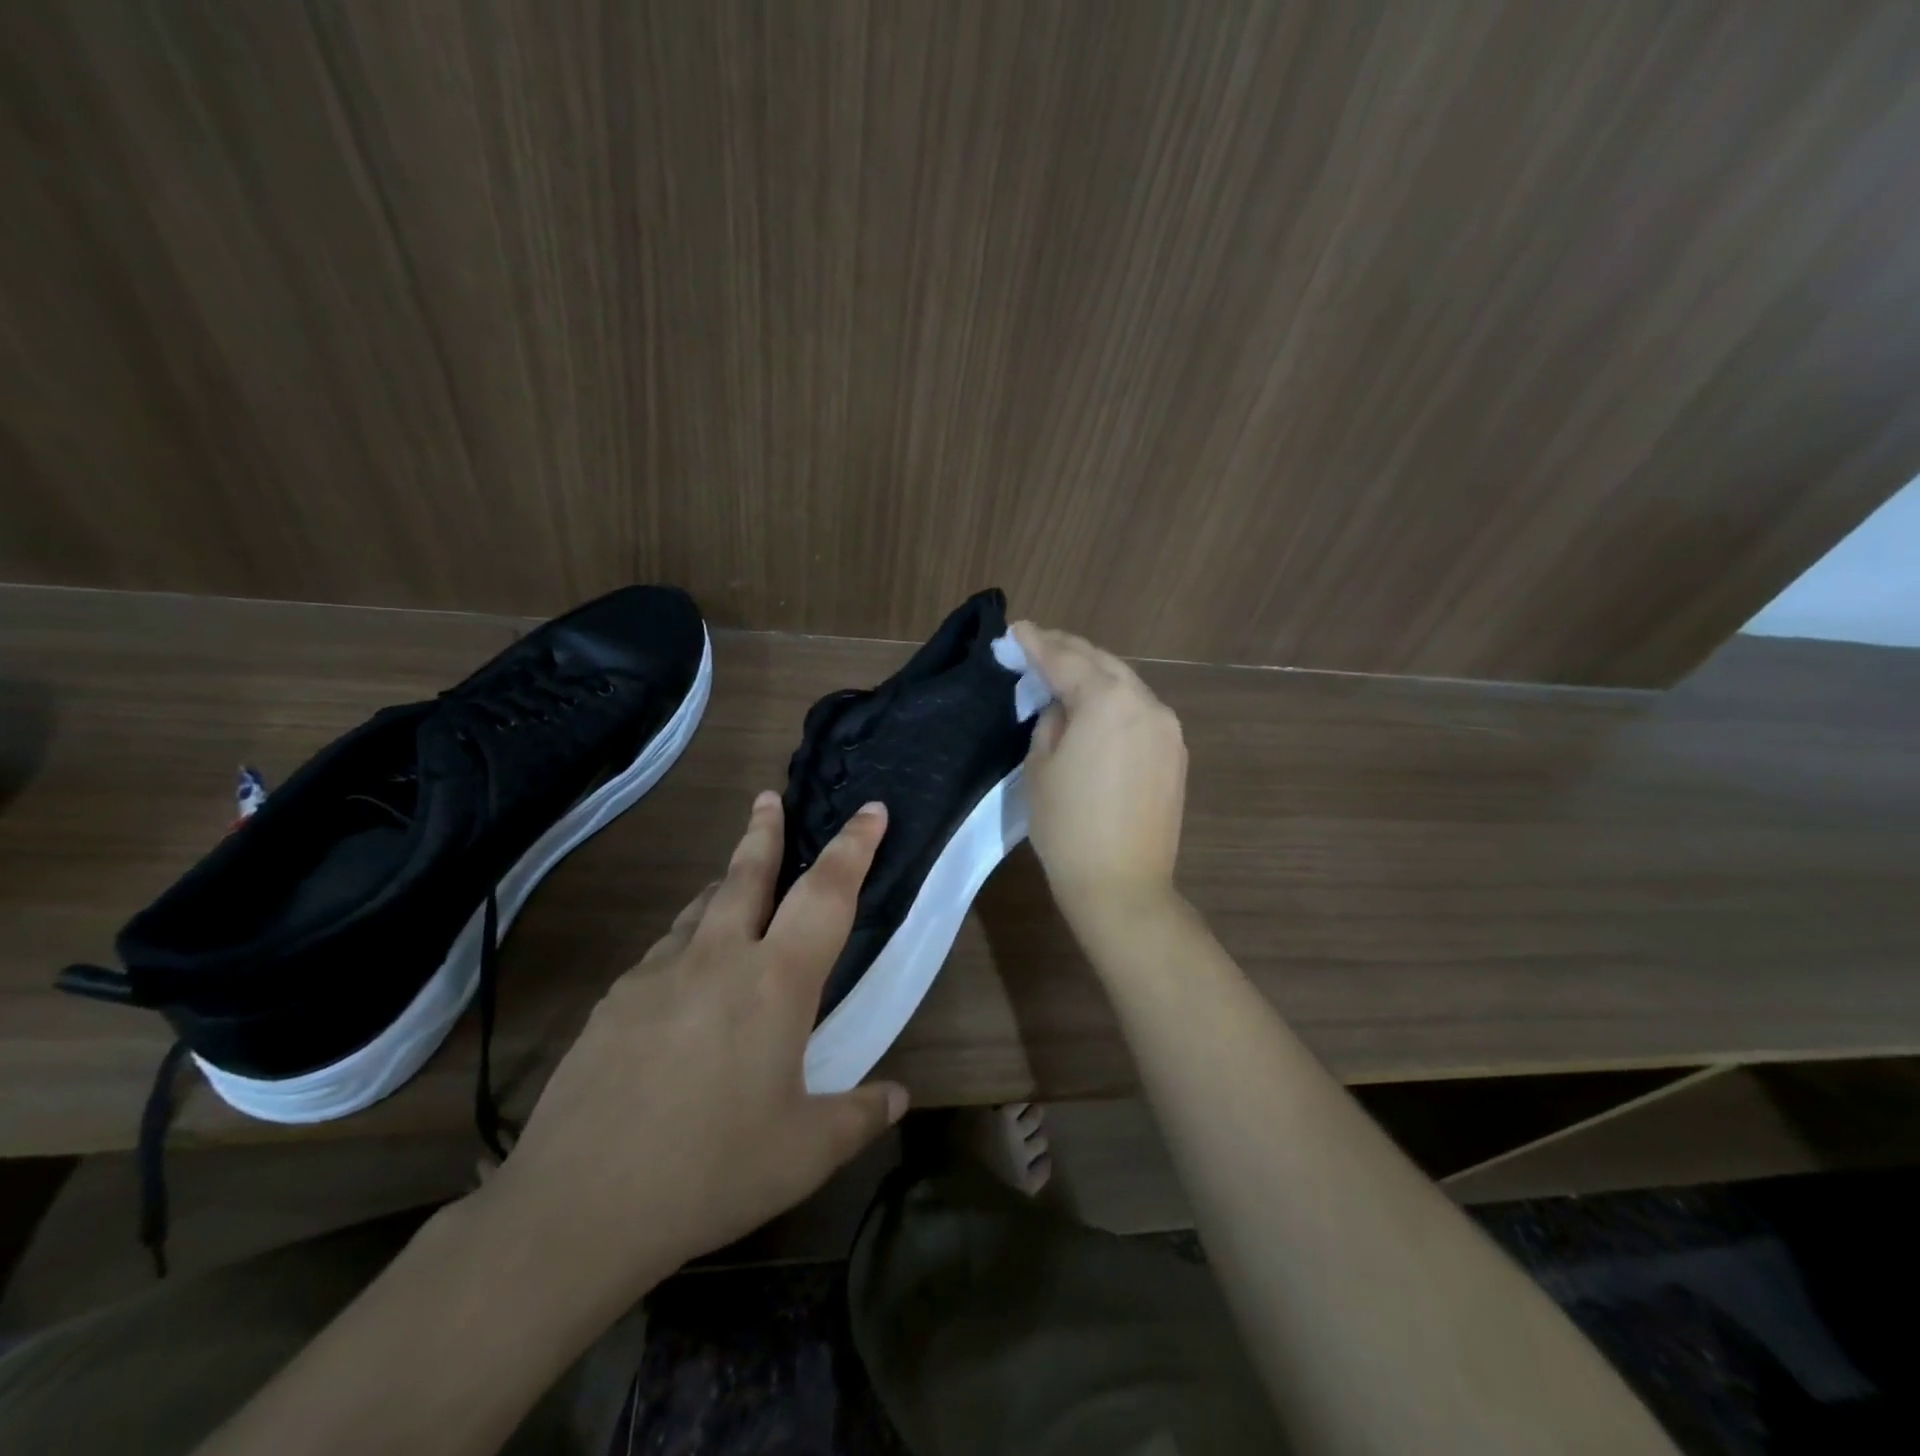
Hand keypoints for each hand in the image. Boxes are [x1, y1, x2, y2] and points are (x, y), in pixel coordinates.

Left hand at [474, 792, 907, 1315]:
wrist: (577, 1206)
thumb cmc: (710, 1171)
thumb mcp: (804, 1152)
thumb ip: (859, 1115)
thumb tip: (899, 1096)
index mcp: (775, 982)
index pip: (827, 893)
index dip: (853, 845)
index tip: (870, 809)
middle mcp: (718, 958)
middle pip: (747, 874)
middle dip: (765, 831)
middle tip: (768, 798)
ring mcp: (659, 973)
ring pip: (701, 908)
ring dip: (724, 887)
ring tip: (734, 886)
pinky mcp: (616, 999)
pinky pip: (665, 951)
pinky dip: (688, 942)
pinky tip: (685, 978)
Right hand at [1011, 622, 1187, 927]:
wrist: (1122, 885)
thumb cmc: (1068, 827)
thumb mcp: (1041, 767)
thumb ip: (1051, 722)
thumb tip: (1063, 709)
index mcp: (1108, 701)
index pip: (1065, 661)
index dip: (1036, 644)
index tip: (1017, 630)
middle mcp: (1146, 703)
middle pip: (1102, 663)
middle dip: (1068, 650)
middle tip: (1037, 642)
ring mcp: (1167, 728)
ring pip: (1125, 684)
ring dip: (1094, 673)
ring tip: (1064, 669)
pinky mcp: (1175, 753)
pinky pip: (1140, 711)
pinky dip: (1115, 700)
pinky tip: (1096, 706)